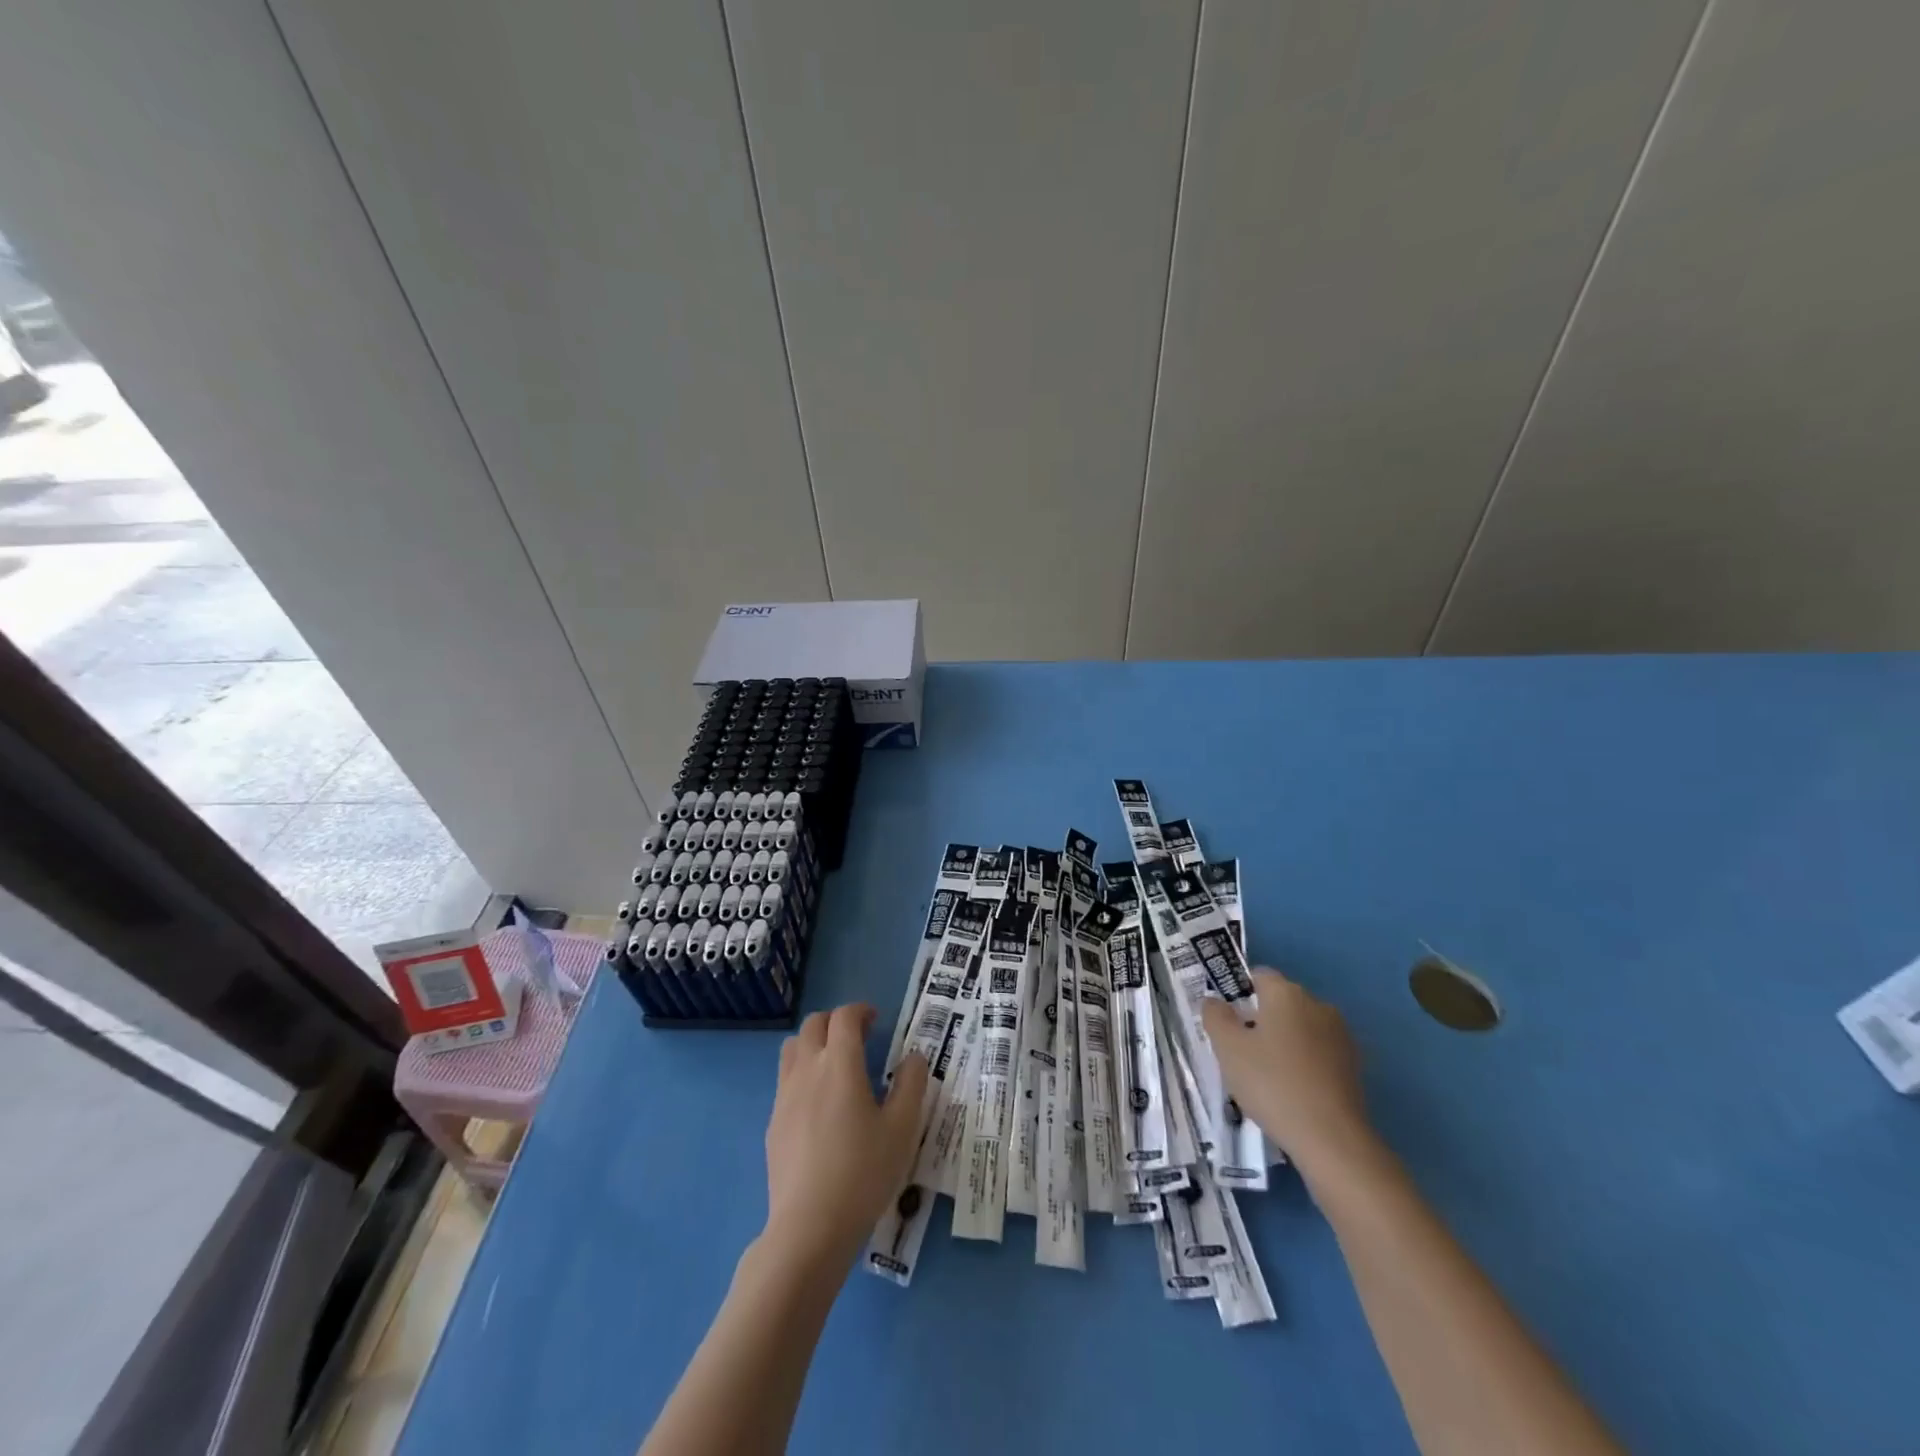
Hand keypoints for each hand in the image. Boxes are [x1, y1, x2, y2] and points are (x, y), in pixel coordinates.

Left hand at [761, 1004, 928, 1275]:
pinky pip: (785, 1079)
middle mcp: (807, 1069)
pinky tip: (820, 1105)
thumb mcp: (902, 1129)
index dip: (860, 1010)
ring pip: (793, 1048)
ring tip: (836, 1065)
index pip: (844, 1017)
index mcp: (839, 1063)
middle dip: (836, 1022)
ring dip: (814, 1043)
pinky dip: (803, 1073)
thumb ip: (911, 1085)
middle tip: (859, 1038)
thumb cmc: (863, 1173)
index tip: (876, 1020)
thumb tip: (914, 1057)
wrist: (809, 1227)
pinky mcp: (773, 1122)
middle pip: (813, 1024)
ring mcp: (784, 1095)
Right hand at [1202, 968, 1373, 1175]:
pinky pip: (1318, 1052)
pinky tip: (1292, 1091)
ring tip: (1266, 1076)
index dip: (1239, 994)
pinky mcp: (1354, 1065)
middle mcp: (1318, 1005)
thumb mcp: (1228, 1049)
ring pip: (1301, 1028)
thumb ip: (1215, 1017)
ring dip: (1284, 1042)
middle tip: (1241, 1051)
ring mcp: (1341, 1035)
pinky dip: (1304, 1063)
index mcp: (1287, 993)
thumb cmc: (1272, 1083)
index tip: (1228, 1022)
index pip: (1259, 976)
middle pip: (1281, 1002)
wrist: (1331, 1139)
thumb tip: (1214, 1002)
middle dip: (1260, 1019)